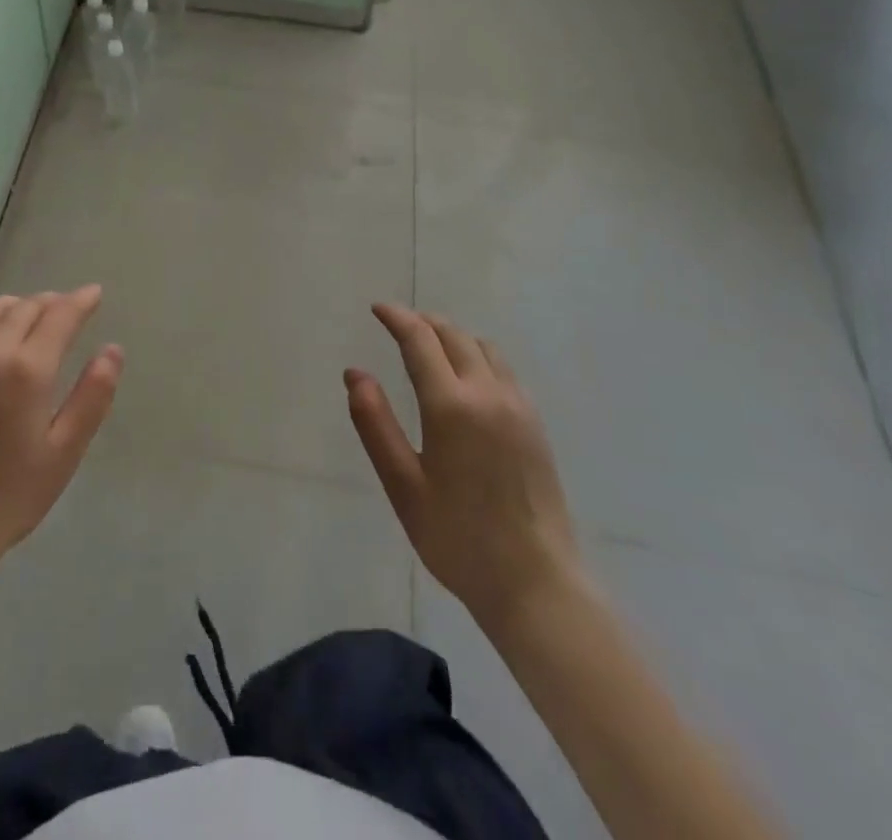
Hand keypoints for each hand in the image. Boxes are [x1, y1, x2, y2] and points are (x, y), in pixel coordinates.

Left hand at [0, 287, 122, 576]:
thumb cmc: (9, 494)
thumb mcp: (64, 451)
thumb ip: (92, 396)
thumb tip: (113, 350)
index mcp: (25, 369)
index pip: (59, 315)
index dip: (81, 301)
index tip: (96, 293)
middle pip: (26, 306)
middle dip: (53, 302)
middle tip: (71, 308)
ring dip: (21, 306)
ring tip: (37, 317)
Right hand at [347, 304, 580, 640]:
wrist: (536, 583)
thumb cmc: (457, 537)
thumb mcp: (403, 485)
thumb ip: (375, 424)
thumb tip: (355, 374)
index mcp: (452, 405)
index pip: (420, 339)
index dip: (397, 318)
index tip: (377, 308)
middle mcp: (488, 393)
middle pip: (454, 335)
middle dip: (423, 323)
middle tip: (398, 325)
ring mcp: (518, 406)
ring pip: (483, 347)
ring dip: (452, 336)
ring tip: (429, 347)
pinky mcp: (535, 423)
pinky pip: (502, 369)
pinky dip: (477, 356)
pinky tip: (465, 379)